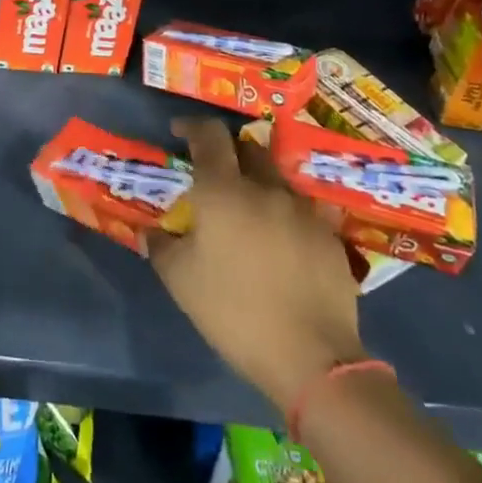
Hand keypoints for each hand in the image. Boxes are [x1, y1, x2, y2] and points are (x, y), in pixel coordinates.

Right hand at [149, 117, 365, 413]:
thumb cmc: (233, 311)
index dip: (192, 126)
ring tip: (250, 216)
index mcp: (224, 191)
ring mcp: (303, 210)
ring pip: (277, 180)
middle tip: (216, 177)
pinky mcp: (330, 236)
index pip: (209, 135)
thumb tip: (151, 231)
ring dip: (260, 185)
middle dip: (230, 153)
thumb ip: (161, 246)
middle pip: (249, 148)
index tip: (179, 132)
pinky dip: (285, 216)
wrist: (311, 357)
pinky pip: (302, 211)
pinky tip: (281, 246)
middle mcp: (266, 188)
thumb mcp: (180, 280)